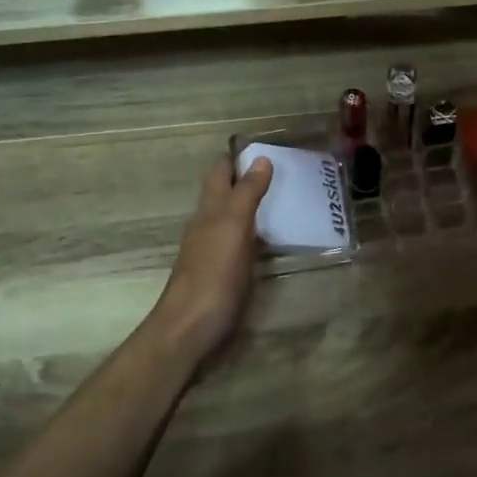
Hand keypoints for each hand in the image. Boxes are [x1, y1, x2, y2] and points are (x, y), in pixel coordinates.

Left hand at [149, 153, 272, 359]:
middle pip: (225, 193)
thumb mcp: (233, 227)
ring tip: (285, 200)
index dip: (238, 157)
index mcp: (210, 209)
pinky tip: (271, 240)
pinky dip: (255, 234)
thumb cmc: (213, 274)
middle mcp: (208, 225)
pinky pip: (240, 243)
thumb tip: (260, 159)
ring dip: (253, 207)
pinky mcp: (221, 274)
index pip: (220, 172)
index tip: (266, 146)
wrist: (190, 329)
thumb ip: (246, 194)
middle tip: (285, 172)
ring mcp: (212, 251)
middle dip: (248, 180)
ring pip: (232, 218)